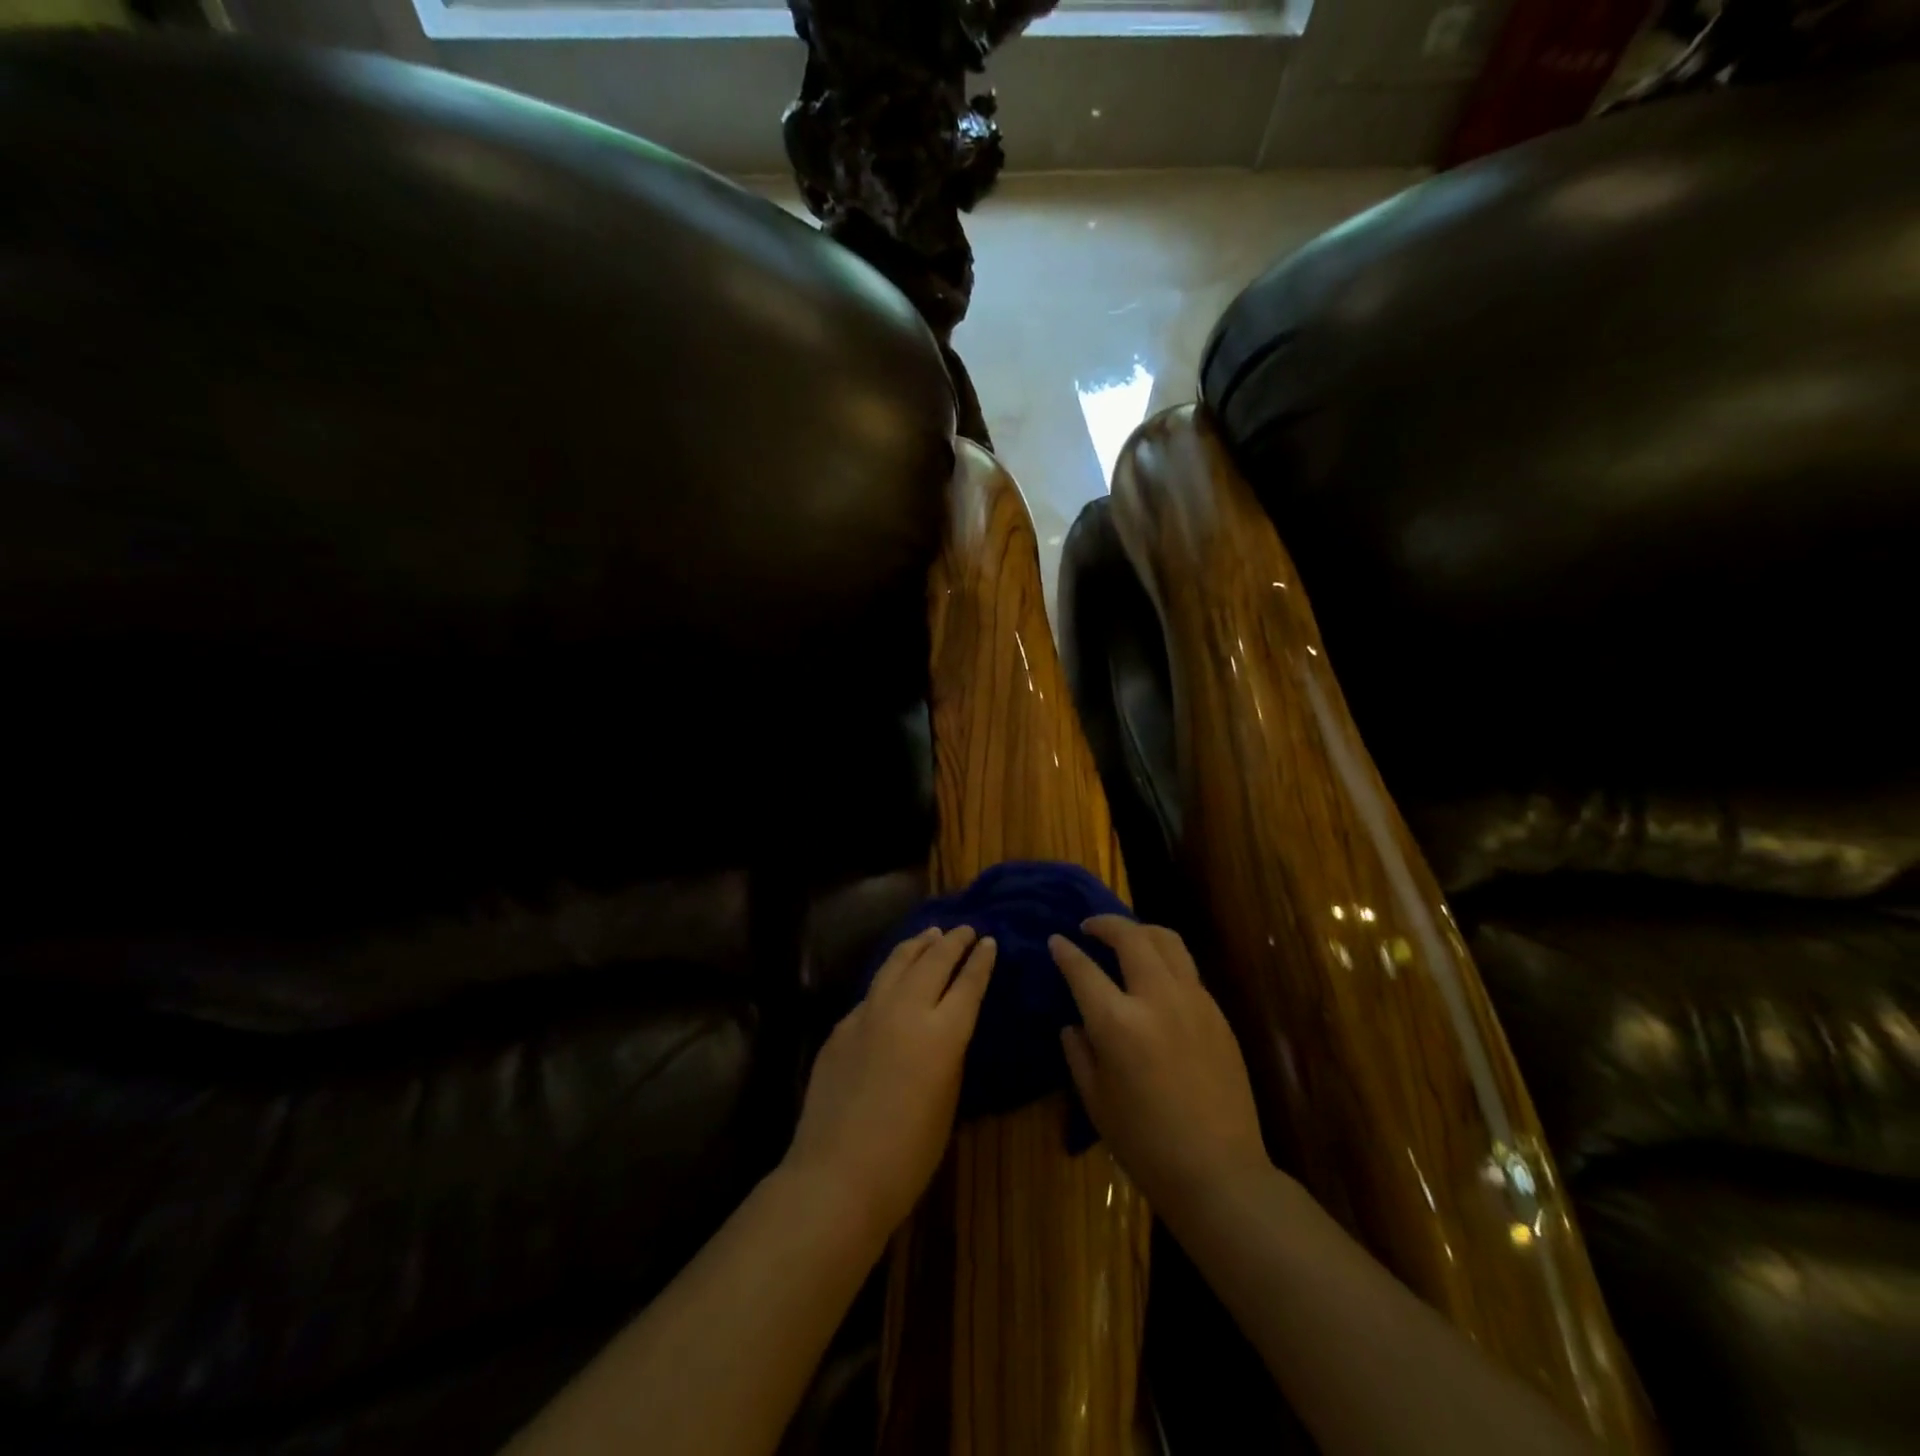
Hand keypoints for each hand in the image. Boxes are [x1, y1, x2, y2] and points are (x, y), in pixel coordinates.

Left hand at [784, 926, 995, 1240]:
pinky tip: (892, 978)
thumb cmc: (908, 1155)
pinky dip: (890, 976)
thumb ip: (948, 1054)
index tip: (988, 941)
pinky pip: (872, 991)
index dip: (980, 960)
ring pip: (897, 963)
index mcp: (943, 1033)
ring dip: (918, 945)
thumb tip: (944, 1028)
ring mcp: (869, 1013)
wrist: (837, 1174)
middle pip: (934, 961)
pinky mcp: (842, 1025)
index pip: (968, 983)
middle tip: (964, 929)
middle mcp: (907, 1010)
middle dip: (952, 942)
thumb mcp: (948, 1100)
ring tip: (930, 934)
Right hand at [1051, 917, 1269, 1226]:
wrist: (1219, 1171)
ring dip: (1140, 930)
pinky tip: (1155, 977)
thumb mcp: (1096, 1100)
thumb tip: (1074, 1023)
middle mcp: (1156, 999)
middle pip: (1131, 937)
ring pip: (1167, 940)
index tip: (1056, 941)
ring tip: (1126, 937)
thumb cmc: (1145, 1144)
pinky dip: (1165, 958)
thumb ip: (1079, 1052)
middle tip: (1089, 926)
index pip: (1083, 969)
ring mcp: (1193, 1001)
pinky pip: (1187, 969)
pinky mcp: (1217, 1013)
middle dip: (1105, 923)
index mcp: (1118, 1023)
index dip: (1065, 951)